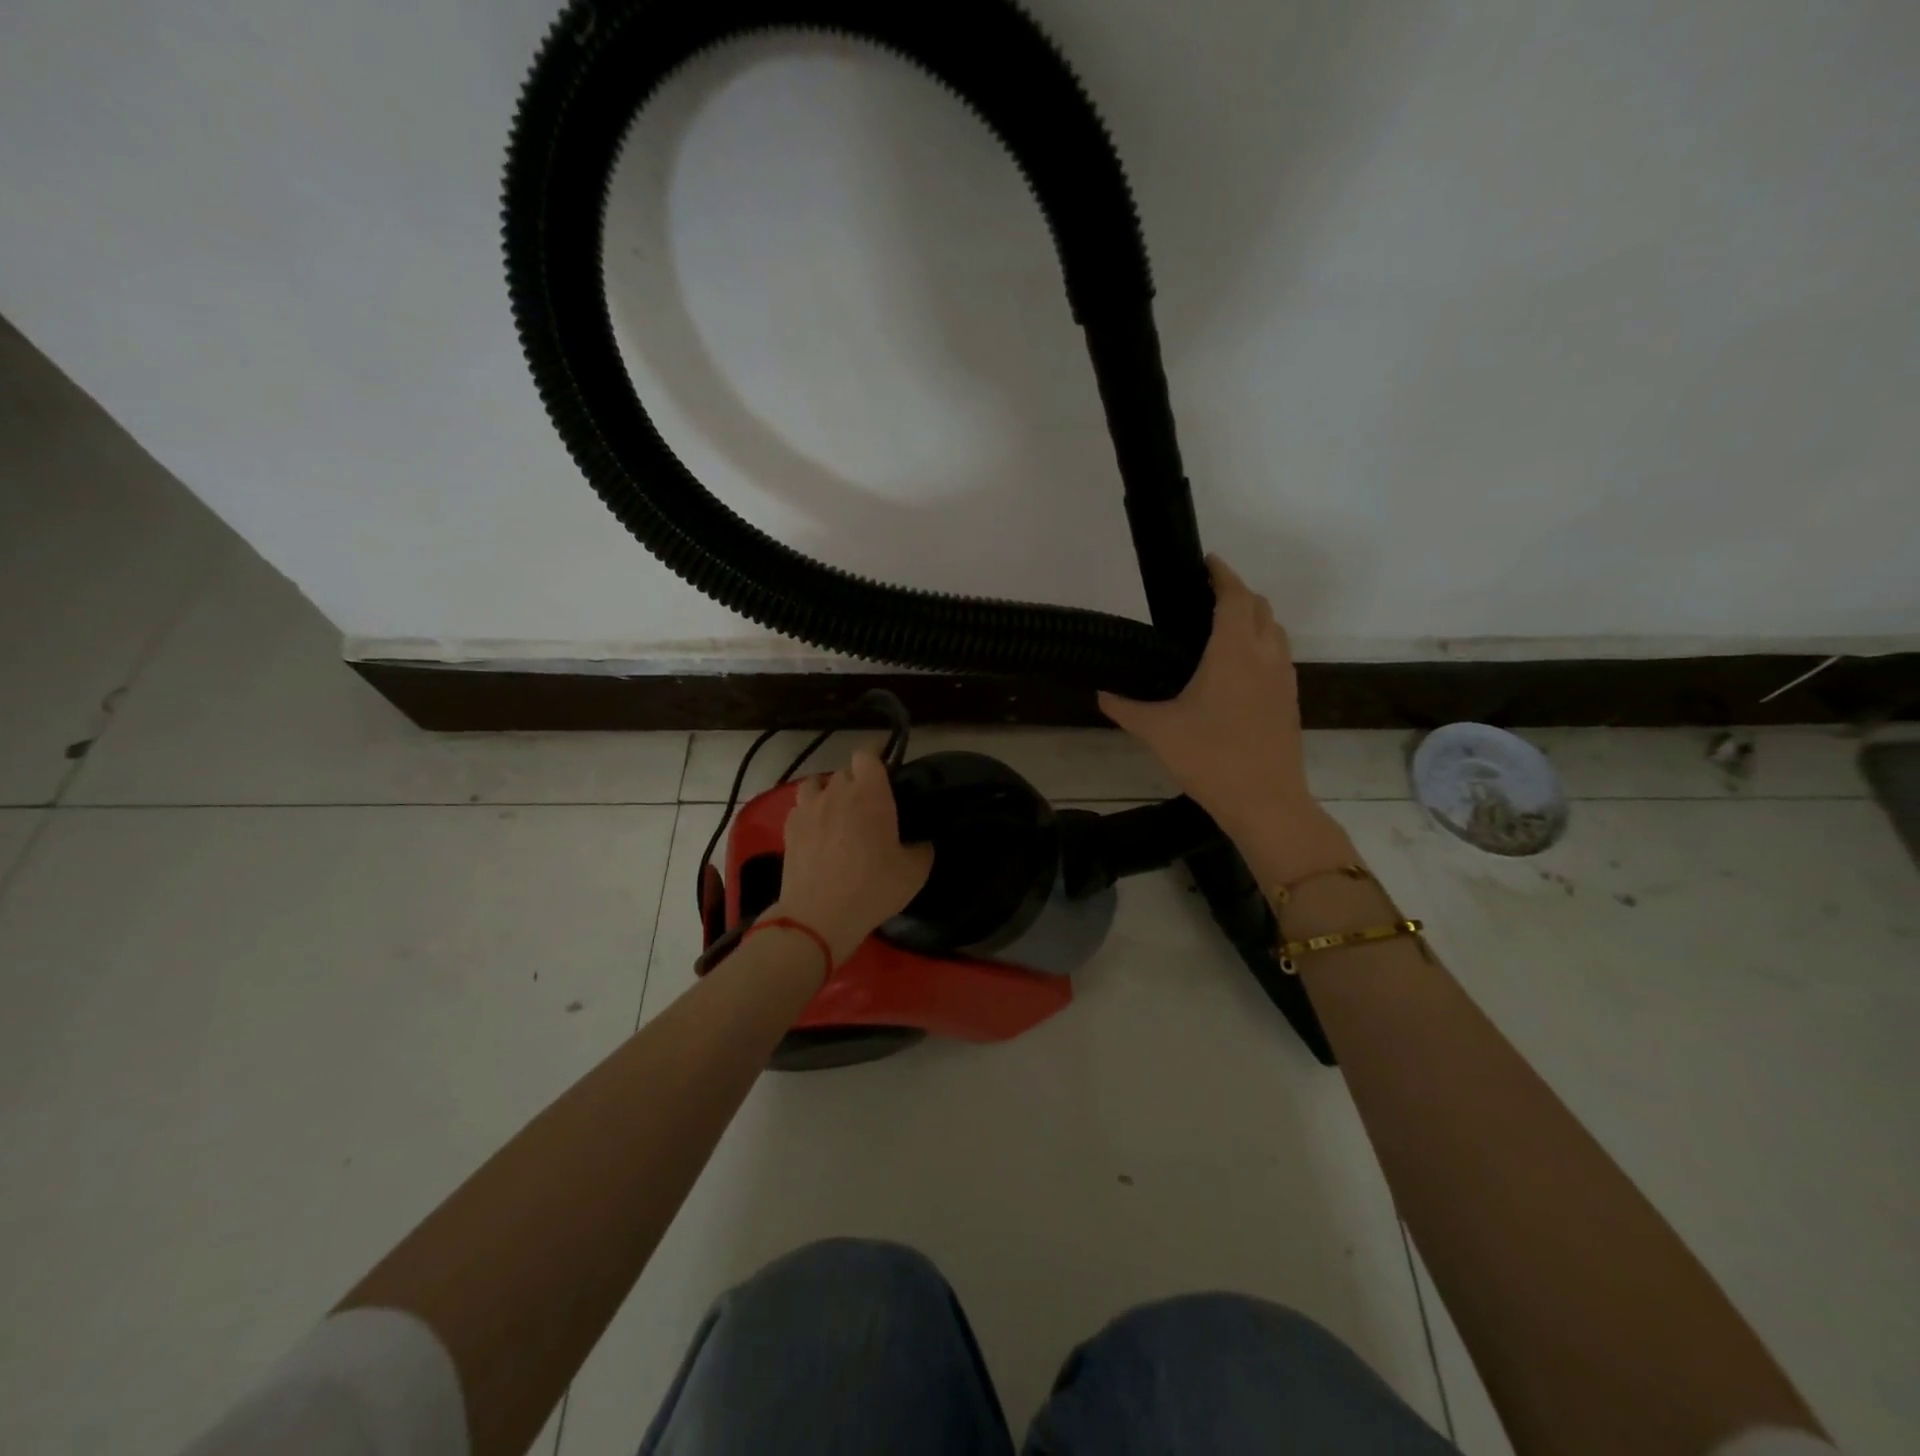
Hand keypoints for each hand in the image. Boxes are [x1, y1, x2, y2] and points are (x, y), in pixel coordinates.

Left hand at [771, 748, 935, 965]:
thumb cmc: (873, 888)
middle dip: (857, 780)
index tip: (884, 762)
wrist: (819, 916)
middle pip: (845, 771)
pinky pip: (801, 808)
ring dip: (828, 791)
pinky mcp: (789, 829)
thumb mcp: (914, 872)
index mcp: (870, 793)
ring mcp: (809, 809)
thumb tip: (921, 842)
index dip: (875, 753)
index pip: (867, 754)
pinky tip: (817, 830)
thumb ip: (921, 849)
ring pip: (817, 784)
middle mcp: (837, 792)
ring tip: (838, 810)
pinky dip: (810, 813)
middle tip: (870, 802)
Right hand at [1099, 556, 1347, 877]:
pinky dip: (1261, 645)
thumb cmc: (1210, 758)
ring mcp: (1283, 678)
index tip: (1206, 562)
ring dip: (1253, 618)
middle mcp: (1265, 655)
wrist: (1266, 801)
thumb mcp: (1157, 731)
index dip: (1221, 574)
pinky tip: (1237, 669)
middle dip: (1237, 593)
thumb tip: (1101, 694)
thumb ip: (1125, 708)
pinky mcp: (1290, 700)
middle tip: (1205, 596)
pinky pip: (1279, 655)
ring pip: (1275, 631)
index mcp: (1233, 652)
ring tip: (1221, 628)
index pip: (1234, 596)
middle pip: (1260, 607)